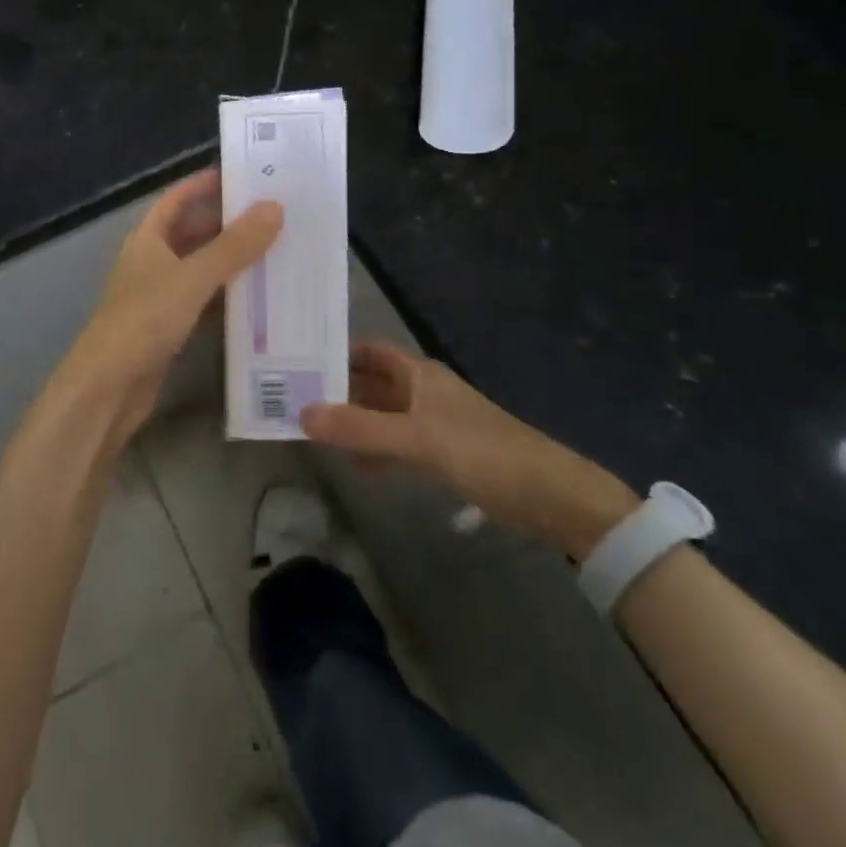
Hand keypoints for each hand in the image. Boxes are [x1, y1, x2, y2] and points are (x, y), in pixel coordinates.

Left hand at [55, 169, 281, 444]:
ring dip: (231, 259)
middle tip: (273, 214)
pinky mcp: (169, 326)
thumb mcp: (193, 277)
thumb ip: (234, 245)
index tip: (242, 176)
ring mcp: (159, 295)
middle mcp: (152, 261)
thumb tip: (274, 207)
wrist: (108, 387)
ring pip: (201, 267)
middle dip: (227, 222)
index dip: (204, 185)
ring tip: (275, 248)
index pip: (177, 199)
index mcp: (148, 238)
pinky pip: (204, 300)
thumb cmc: (145, 319)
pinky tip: (258, 295)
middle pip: (192, 232)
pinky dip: (227, 295)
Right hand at [303, 341, 638, 560]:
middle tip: (295, 400)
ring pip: (384, 415)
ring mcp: (434, 424)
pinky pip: (399, 444)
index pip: (370, 352)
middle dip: (339, 391)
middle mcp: (424, 392)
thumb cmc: (483, 452)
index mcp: (420, 374)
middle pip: (373, 383)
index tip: (300, 360)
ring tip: (316, 434)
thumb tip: (302, 413)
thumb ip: (361, 429)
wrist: (550, 495)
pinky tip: (359, 467)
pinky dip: (377, 450)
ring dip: (355, 423)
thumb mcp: (417, 439)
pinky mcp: (445, 454)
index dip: (338, 352)